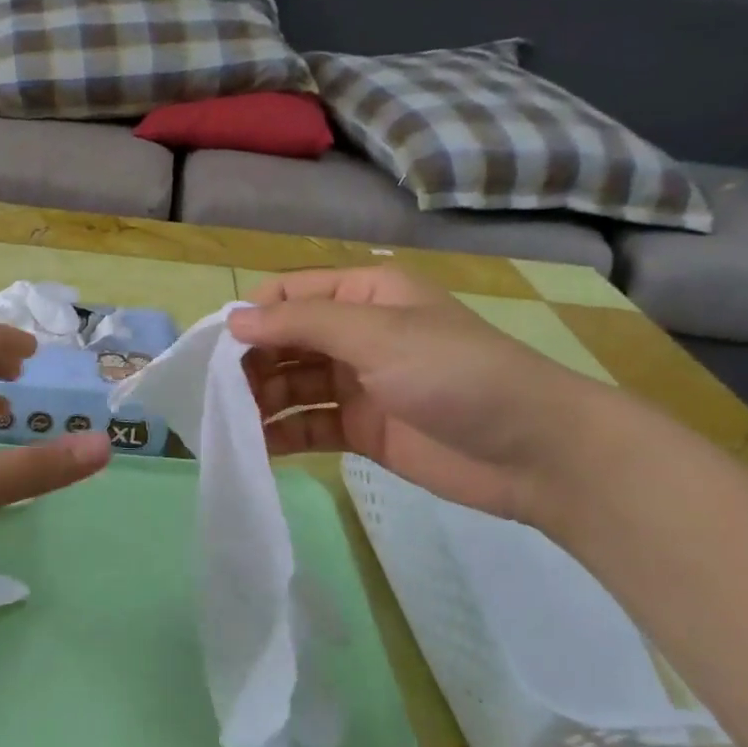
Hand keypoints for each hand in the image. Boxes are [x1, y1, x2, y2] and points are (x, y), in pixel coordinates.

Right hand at [229, 266, 610, 521]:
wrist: (533, 451)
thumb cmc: (454, 373)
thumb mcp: (376, 335)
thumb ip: (302, 324)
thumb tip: (234, 319)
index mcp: (364, 296)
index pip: (291, 294)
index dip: (252, 315)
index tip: (213, 346)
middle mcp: (357, 335)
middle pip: (287, 341)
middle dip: (251, 362)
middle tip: (214, 391)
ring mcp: (359, 384)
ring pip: (294, 385)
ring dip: (261, 399)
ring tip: (227, 421)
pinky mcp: (363, 430)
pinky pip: (311, 425)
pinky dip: (282, 434)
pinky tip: (254, 446)